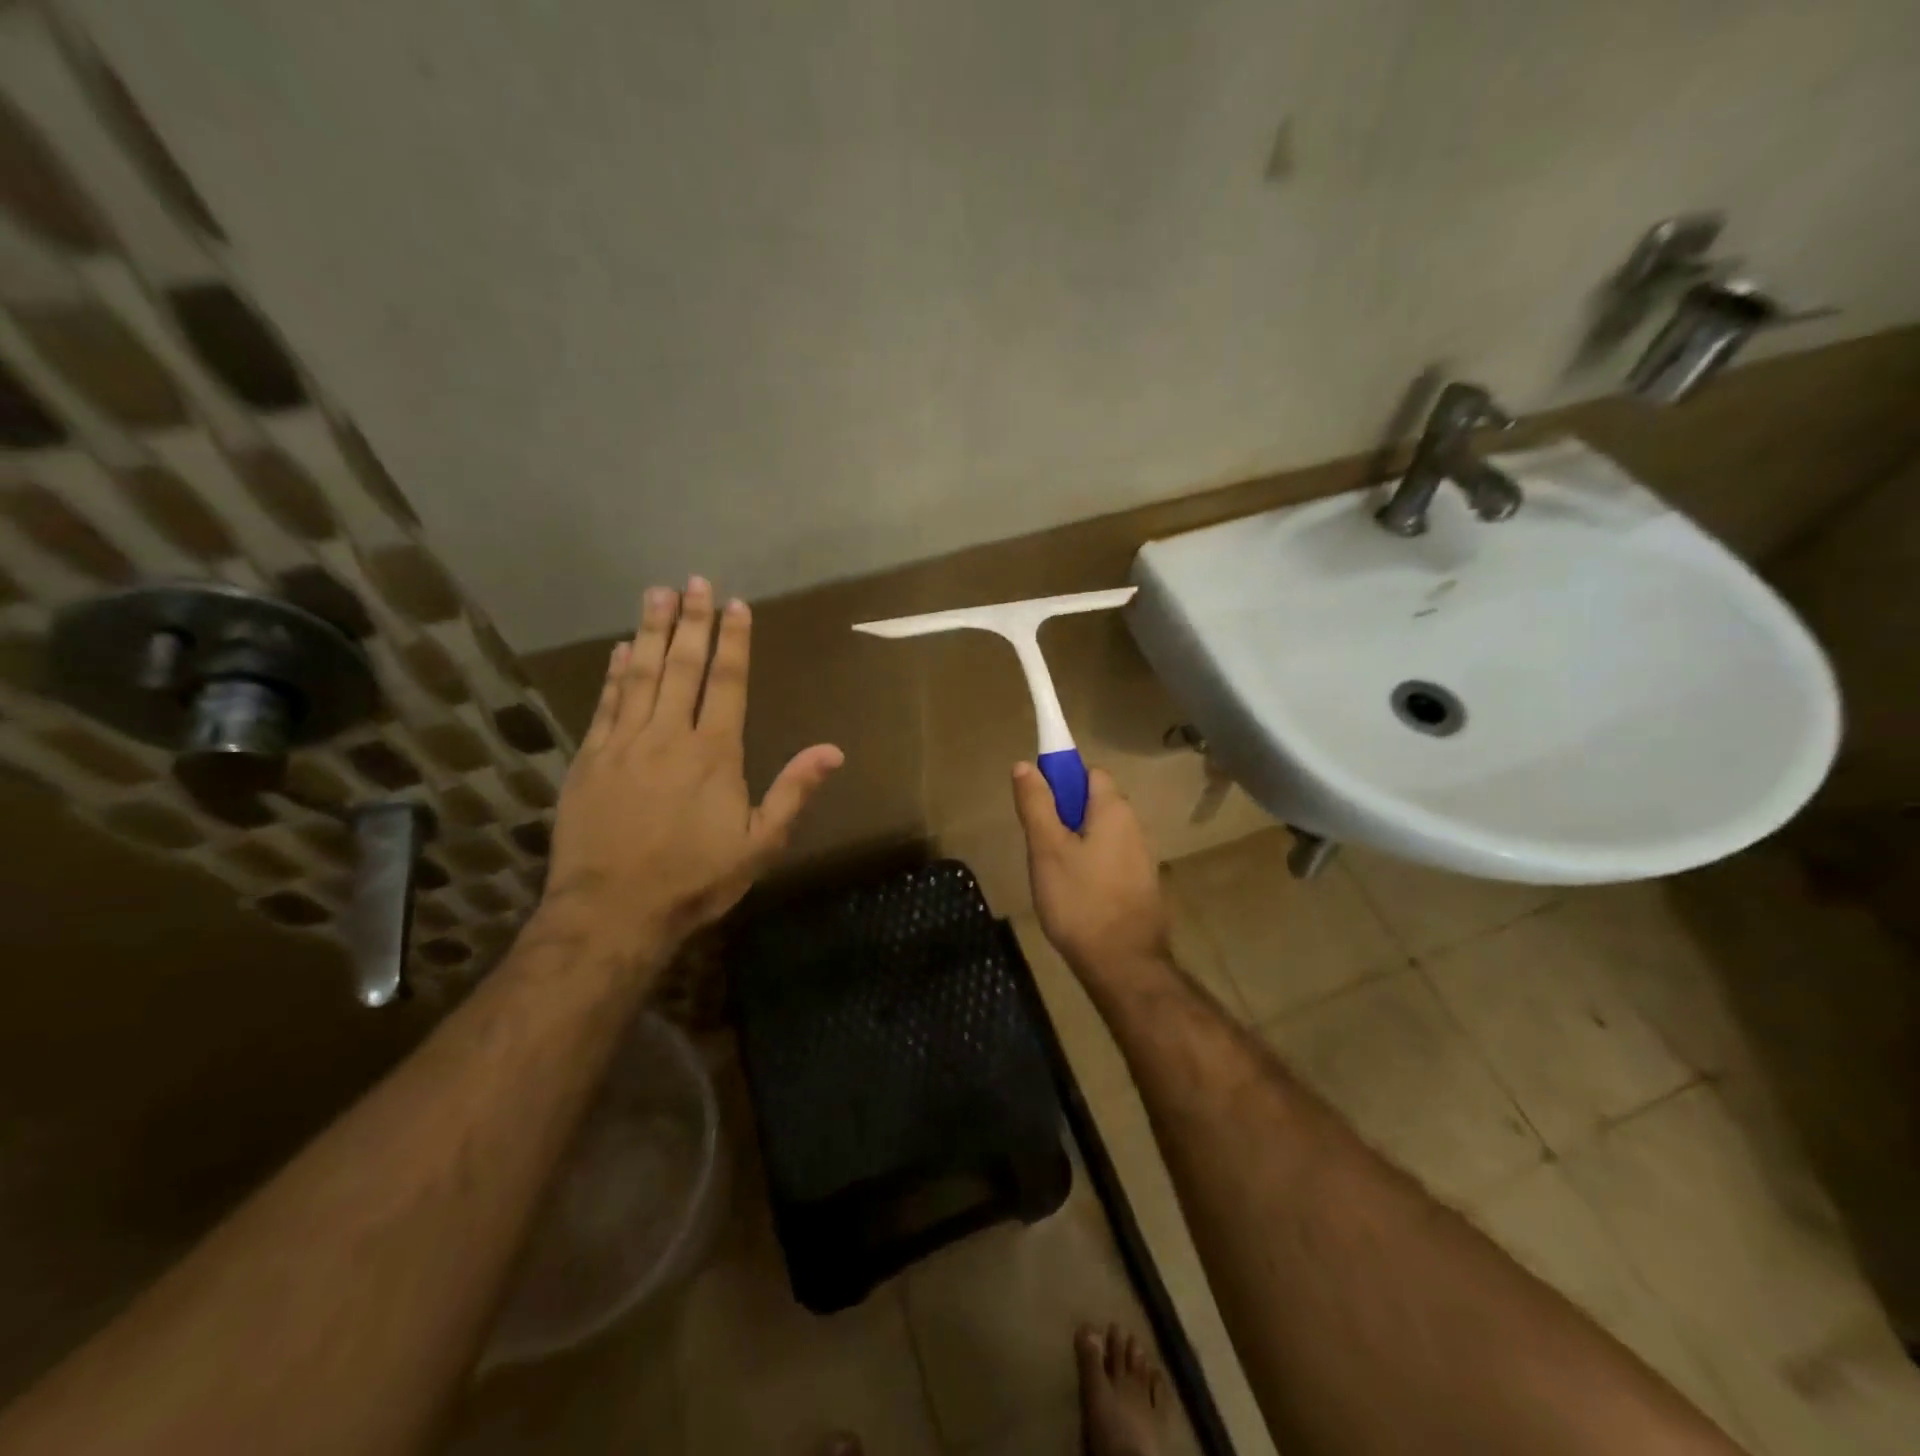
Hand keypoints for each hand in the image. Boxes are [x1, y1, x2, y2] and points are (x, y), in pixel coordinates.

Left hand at [540, 577, 843, 970]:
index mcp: (714, 753)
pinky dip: (613, 674)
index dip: (733, 641)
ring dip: (650, 632)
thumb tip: (832, 750)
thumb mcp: (759, 844)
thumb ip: (793, 792)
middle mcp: (669, 736)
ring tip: (656, 594)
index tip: (735, 605)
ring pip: (640, 675)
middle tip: (694, 581)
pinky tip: (618, 650)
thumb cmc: (695, 879)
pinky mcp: (590, 760)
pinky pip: (605, 705)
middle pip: (682, 667)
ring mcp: (624, 744)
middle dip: (691, 621)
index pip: (727, 683)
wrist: (612, 911)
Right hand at [1011, 761, 1169, 981]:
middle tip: (1039, 845)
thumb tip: (1025, 764)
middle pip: (1095, 803)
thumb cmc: (1079, 900)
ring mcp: (1142, 857)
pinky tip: (1074, 893)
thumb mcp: (1046, 849)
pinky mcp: (1141, 884)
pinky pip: (1109, 858)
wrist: (1123, 963)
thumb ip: (1036, 804)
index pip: (1089, 772)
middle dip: (1064, 815)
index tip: (1038, 805)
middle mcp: (1134, 825)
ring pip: (1100, 833)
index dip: (1061, 780)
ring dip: (1076, 842)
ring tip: (1052, 874)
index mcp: (1114, 809)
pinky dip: (1090, 865)